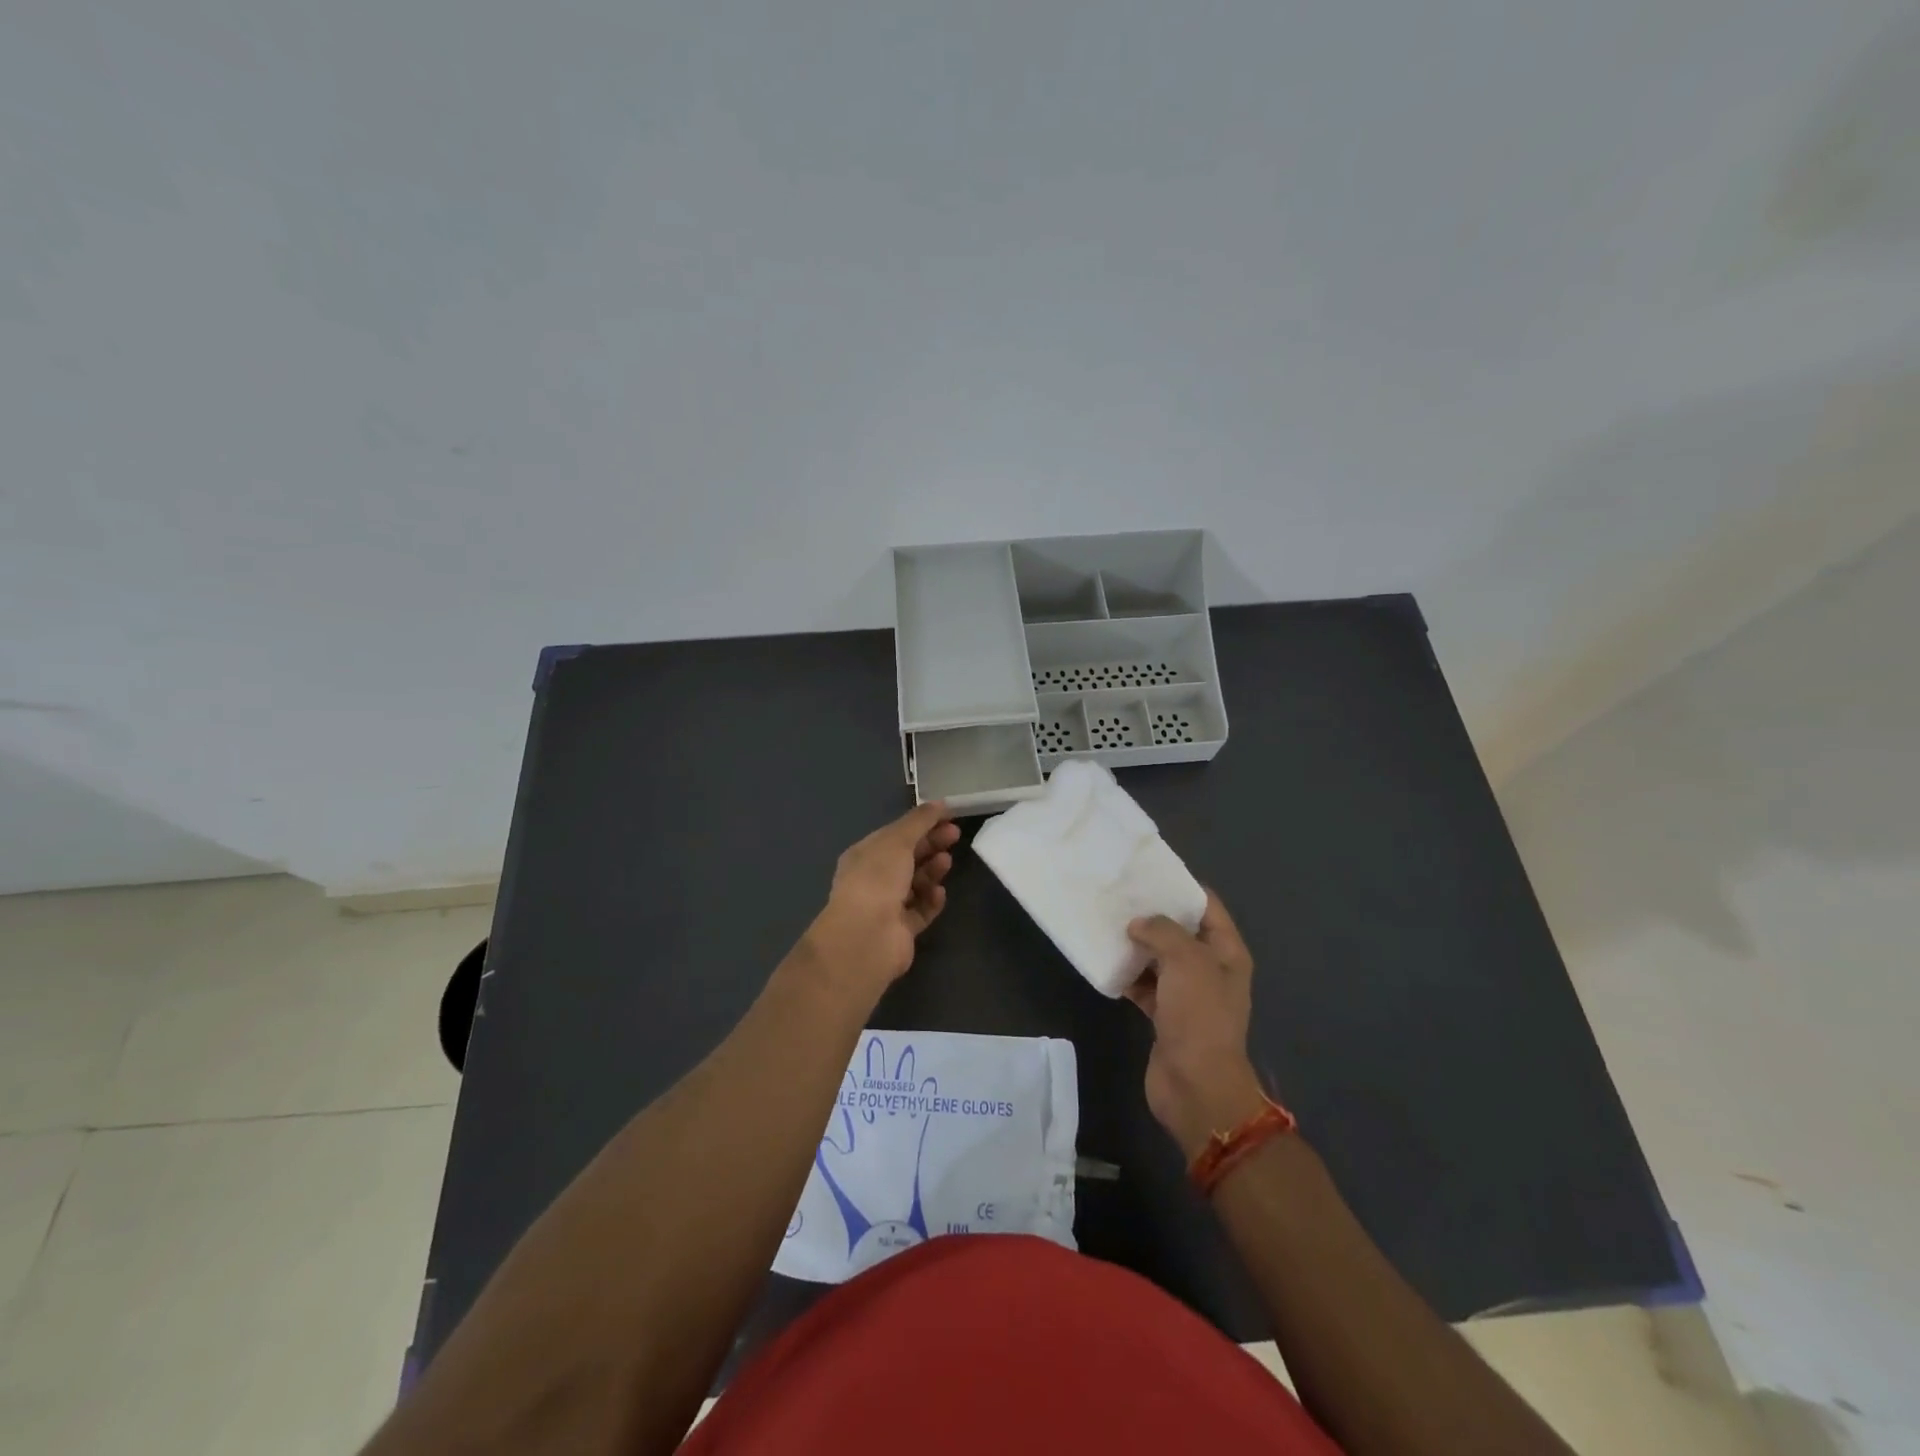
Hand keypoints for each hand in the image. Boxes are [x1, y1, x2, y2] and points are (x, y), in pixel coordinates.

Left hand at [800, 801, 959, 1005]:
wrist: (867, 936)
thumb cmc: (877, 879)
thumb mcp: (897, 840)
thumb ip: (919, 821)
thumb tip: (939, 803)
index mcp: (864, 855)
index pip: (896, 834)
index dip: (921, 824)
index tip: (948, 816)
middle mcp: (873, 879)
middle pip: (908, 857)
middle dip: (931, 844)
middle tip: (955, 835)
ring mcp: (886, 906)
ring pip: (916, 884)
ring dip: (932, 871)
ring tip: (946, 862)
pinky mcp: (901, 931)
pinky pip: (921, 911)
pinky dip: (931, 901)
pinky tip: (939, 894)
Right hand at [1125, 892, 1267, 1157]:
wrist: (1196, 1085)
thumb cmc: (1199, 1015)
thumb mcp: (1186, 960)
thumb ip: (1162, 931)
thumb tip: (1139, 924)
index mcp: (1226, 952)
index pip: (1207, 907)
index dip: (1181, 888)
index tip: (1148, 872)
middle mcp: (1210, 969)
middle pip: (1180, 931)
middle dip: (1153, 915)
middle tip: (1119, 895)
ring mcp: (1187, 994)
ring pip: (1159, 958)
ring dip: (1136, 945)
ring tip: (1106, 922)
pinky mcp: (1165, 1015)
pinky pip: (1144, 985)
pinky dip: (1128, 975)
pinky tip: (1105, 962)